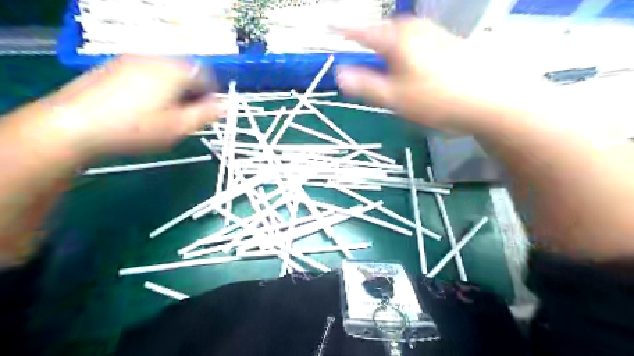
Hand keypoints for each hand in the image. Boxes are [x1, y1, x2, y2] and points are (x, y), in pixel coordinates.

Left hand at [45, 54, 221, 156]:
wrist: (73, 125)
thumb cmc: (135, 128)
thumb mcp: (178, 127)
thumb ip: (207, 114)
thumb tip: (228, 106)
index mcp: (174, 70)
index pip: (206, 76)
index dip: (212, 95)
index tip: (208, 113)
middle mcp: (155, 57)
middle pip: (187, 71)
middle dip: (193, 92)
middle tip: (188, 115)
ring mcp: (132, 59)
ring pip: (167, 71)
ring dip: (176, 88)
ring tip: (167, 111)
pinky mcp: (115, 65)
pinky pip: (148, 71)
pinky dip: (156, 85)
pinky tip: (145, 105)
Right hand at [337, 16, 518, 133]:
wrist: (493, 99)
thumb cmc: (438, 99)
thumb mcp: (395, 98)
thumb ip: (366, 86)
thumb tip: (340, 75)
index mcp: (398, 40)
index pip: (364, 31)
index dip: (345, 30)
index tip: (331, 26)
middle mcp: (416, 30)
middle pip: (385, 31)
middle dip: (370, 39)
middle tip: (360, 48)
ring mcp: (435, 35)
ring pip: (403, 37)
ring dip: (389, 47)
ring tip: (384, 61)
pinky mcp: (449, 45)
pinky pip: (418, 43)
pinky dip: (407, 52)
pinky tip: (413, 67)